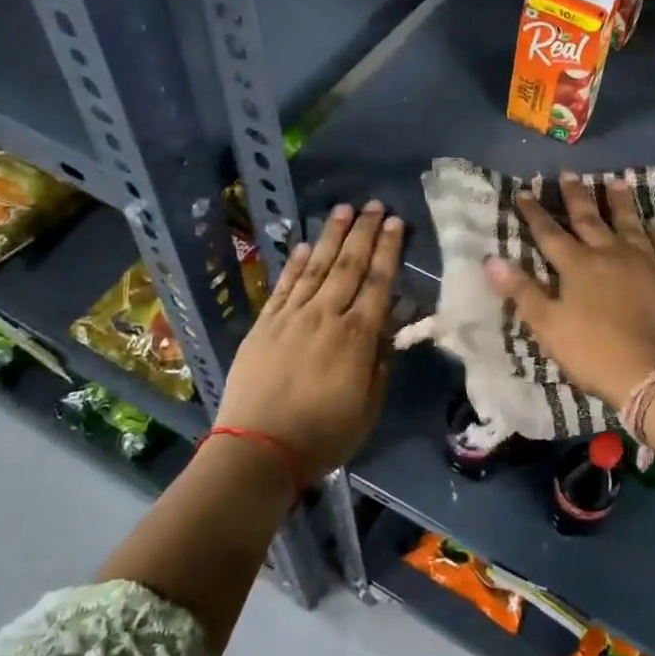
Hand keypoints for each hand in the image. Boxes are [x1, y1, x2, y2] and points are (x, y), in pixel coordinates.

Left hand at [215, 202, 403, 477]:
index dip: (388, 250)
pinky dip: (294, 263)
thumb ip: (380, 361)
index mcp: (357, 336)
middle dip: (364, 232)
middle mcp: (326, 316)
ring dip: (331, 236)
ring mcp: (291, 317)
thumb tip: (389, 324)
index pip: (378, 282)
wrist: (258, 451)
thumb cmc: (323, 435)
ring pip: (315, 266)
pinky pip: (283, 286)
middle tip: (375, 204)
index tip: (396, 223)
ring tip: (344, 209)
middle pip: (348, 265)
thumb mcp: (369, 406)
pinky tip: (302, 244)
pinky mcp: (264, 325)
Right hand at [483, 173, 654, 411]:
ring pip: (629, 223)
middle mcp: (610, 254)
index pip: (550, 233)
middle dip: (576, 195)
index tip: (525, 191)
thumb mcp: (548, 326)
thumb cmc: (596, 352)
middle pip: (589, 219)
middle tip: (568, 171)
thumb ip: (522, 291)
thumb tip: (491, 260)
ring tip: (616, 180)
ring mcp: (645, 262)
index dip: (535, 213)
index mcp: (578, 266)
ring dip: (620, 202)